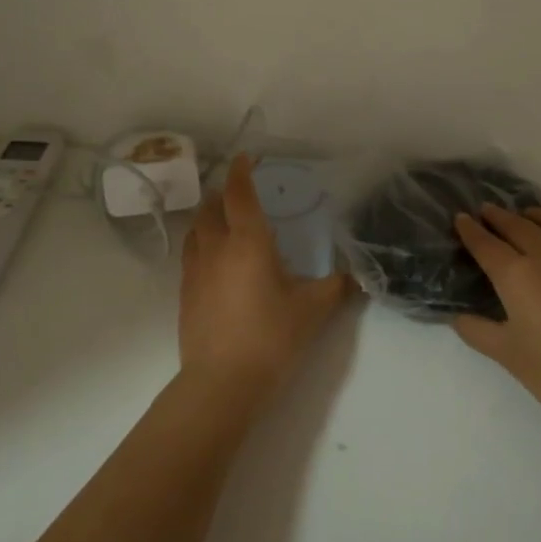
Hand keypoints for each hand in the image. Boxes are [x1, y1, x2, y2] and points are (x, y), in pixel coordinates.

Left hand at [179, 154, 353, 400]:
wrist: (222, 383)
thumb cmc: (271, 337)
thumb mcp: (313, 310)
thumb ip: (335, 287)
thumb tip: (355, 276)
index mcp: (248, 242)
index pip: (240, 195)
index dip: (242, 172)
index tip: (246, 158)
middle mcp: (216, 249)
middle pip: (211, 208)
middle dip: (224, 194)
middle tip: (241, 194)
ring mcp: (195, 272)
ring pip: (196, 231)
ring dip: (209, 219)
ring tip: (226, 224)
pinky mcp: (185, 295)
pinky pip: (191, 256)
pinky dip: (203, 246)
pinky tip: (218, 264)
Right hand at [453, 205, 540, 441]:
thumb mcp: (509, 356)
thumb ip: (478, 331)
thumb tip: (459, 317)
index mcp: (519, 276)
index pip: (488, 245)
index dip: (471, 230)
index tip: (461, 218)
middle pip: (521, 227)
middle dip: (500, 217)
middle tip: (488, 211)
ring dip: (538, 216)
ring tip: (529, 216)